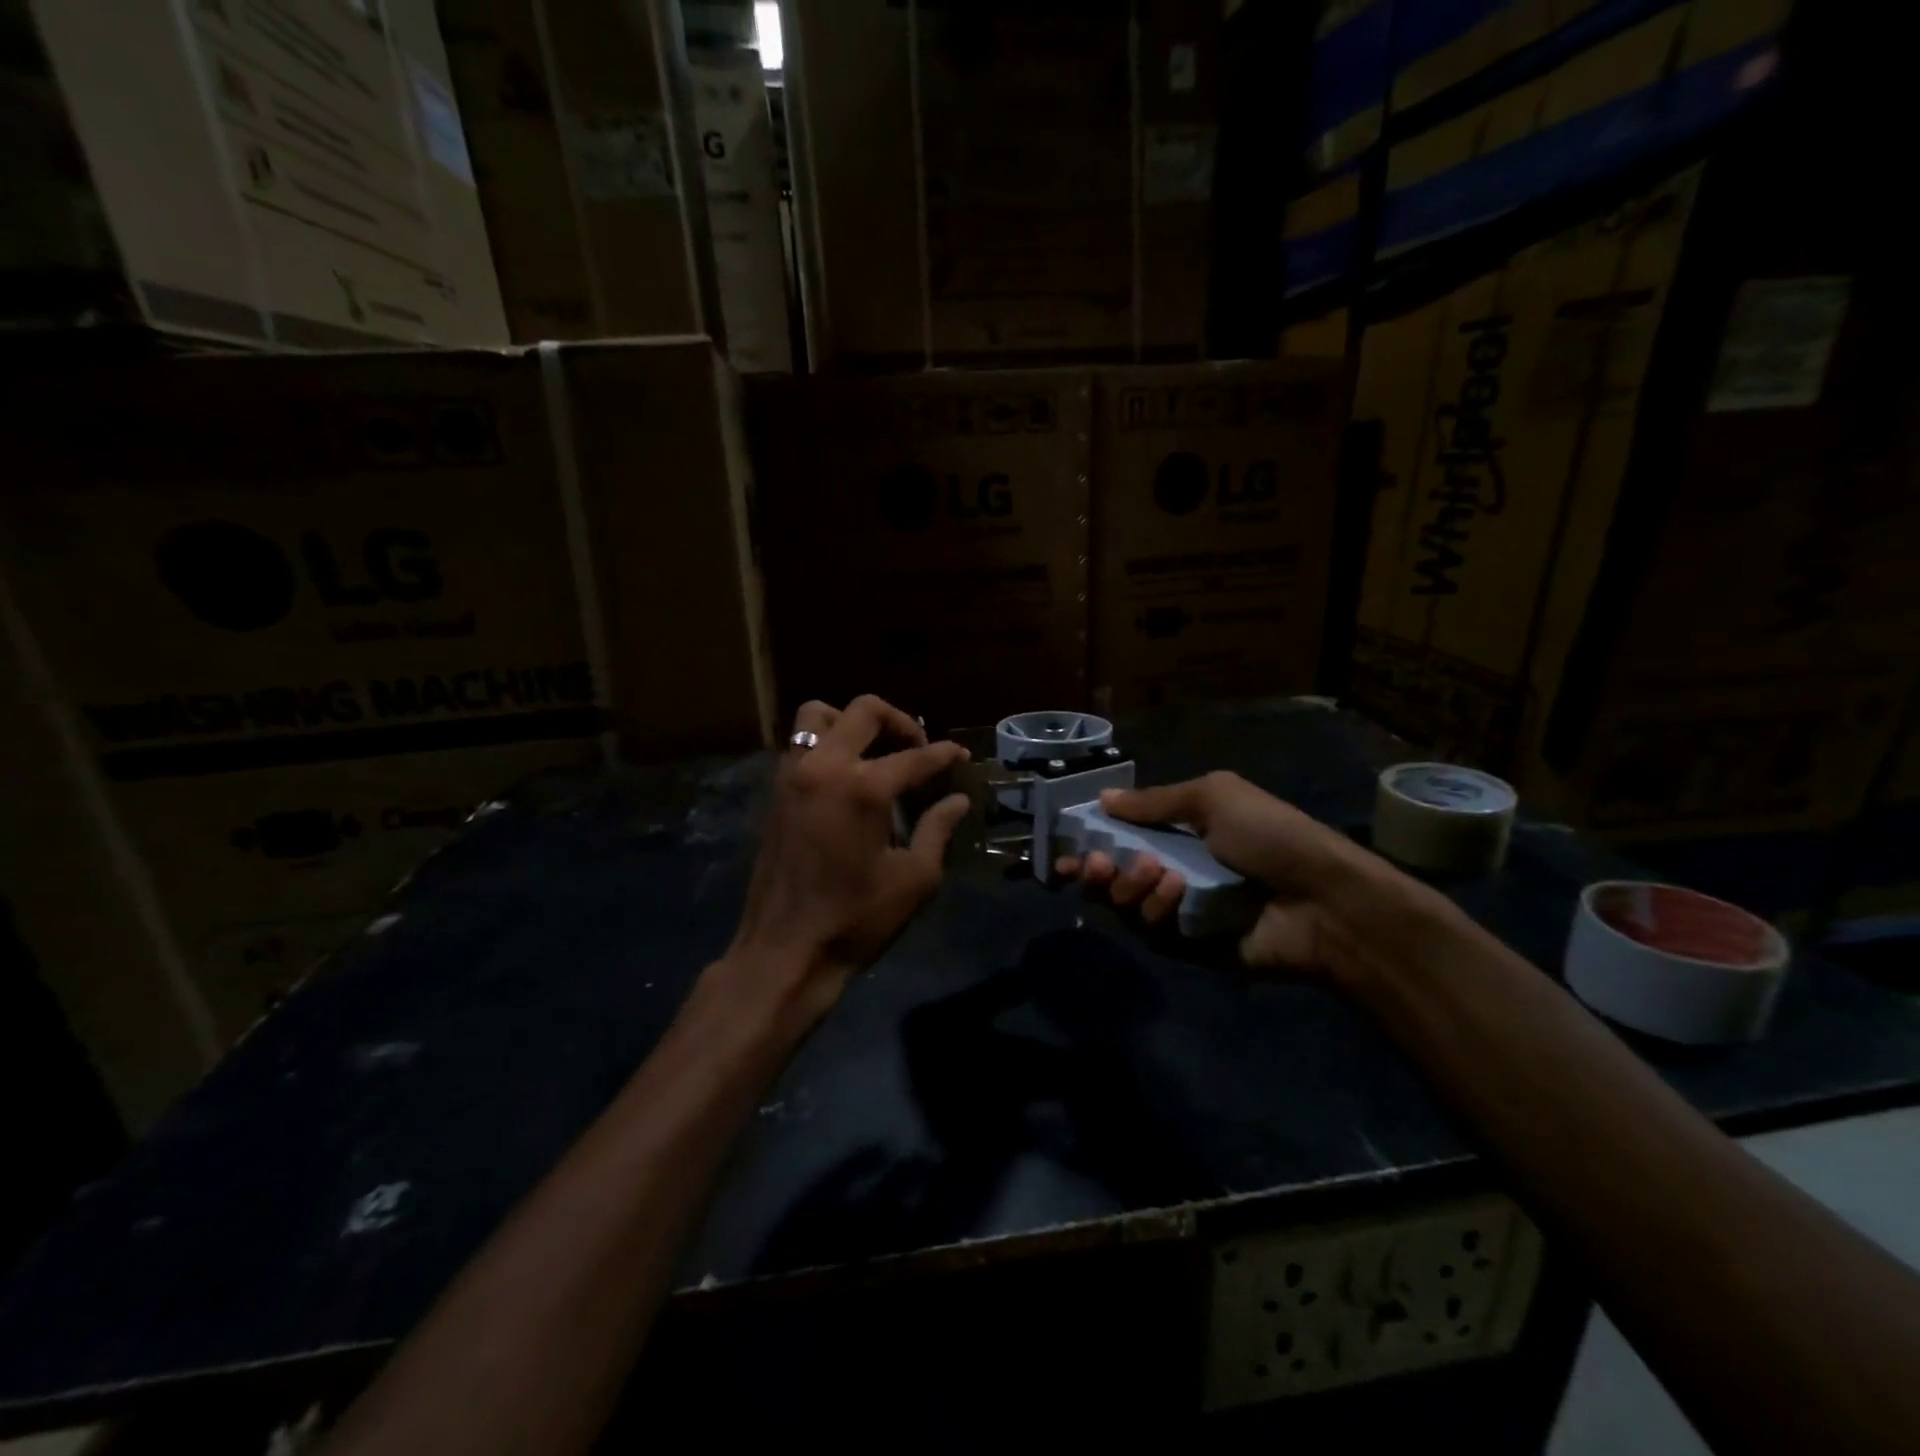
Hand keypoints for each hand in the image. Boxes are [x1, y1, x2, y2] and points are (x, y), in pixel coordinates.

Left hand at [723, 696, 970, 1025]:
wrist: (785, 949)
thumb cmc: (856, 918)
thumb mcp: (914, 879)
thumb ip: (937, 830)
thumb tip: (958, 800)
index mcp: (863, 788)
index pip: (914, 757)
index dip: (944, 754)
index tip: (961, 756)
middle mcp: (824, 767)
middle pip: (864, 711)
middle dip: (899, 721)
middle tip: (918, 748)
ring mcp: (793, 775)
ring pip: (818, 715)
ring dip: (851, 722)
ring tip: (874, 750)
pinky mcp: (776, 791)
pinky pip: (799, 743)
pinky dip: (826, 743)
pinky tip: (845, 776)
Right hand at [1055, 770, 1410, 976]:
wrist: (1324, 900)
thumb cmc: (1270, 836)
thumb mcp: (1213, 798)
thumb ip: (1154, 802)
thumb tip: (1103, 797)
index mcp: (1178, 834)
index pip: (1119, 839)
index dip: (1089, 843)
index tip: (1062, 849)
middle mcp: (1171, 871)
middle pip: (1110, 877)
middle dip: (1096, 869)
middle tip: (1097, 864)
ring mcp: (1178, 911)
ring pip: (1123, 905)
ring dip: (1130, 887)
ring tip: (1158, 874)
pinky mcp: (1187, 946)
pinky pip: (1149, 932)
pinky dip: (1155, 911)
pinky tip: (1176, 896)